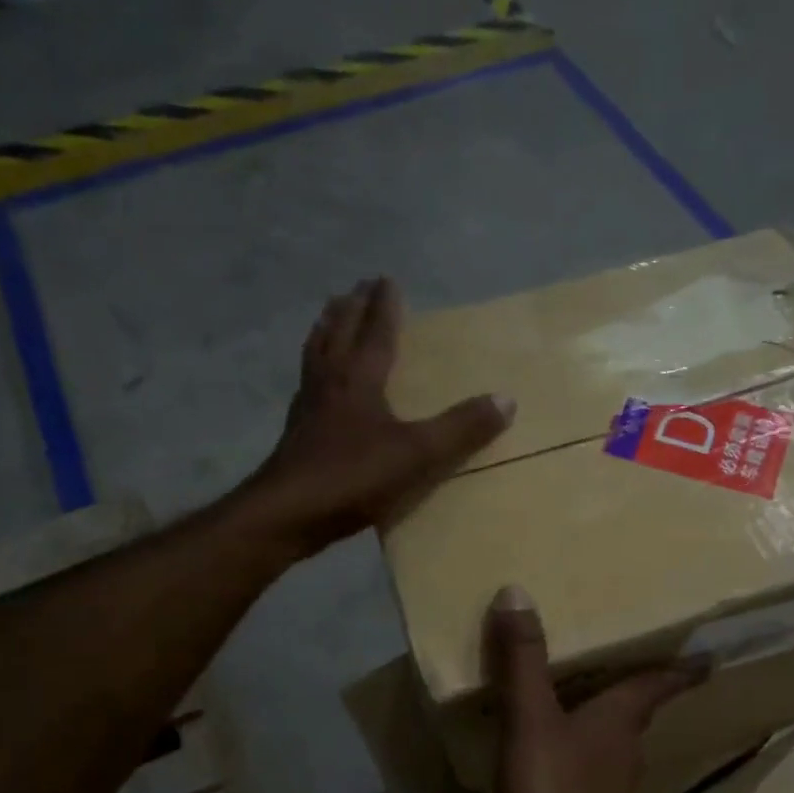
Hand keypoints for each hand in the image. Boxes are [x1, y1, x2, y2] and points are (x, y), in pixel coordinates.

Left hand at [253, 278, 512, 553]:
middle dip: (351, 308)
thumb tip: (506, 399)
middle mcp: (329, 383)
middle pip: (338, 333)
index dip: (384, 306)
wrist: (287, 514)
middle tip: (357, 287)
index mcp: (358, 379)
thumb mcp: (418, 454)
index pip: (374, 332)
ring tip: (331, 317)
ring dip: (326, 331)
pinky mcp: (296, 434)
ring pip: (316, 355)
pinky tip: (318, 383)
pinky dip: (314, 368)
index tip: (386, 278)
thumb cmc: (353, 477)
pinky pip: (307, 384)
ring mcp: (307, 408)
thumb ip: (460, 428)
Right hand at [486, 586, 704, 792]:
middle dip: (634, 686)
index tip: (709, 654)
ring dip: (600, 720)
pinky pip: (583, 770)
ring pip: (611, 741)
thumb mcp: (531, 721)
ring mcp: (609, 790)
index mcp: (619, 719)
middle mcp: (624, 750)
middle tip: (622, 659)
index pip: (659, 682)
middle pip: (636, 710)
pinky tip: (544, 757)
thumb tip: (517, 592)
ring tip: (575, 698)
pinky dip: (571, 753)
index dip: (683, 666)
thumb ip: (523, 661)